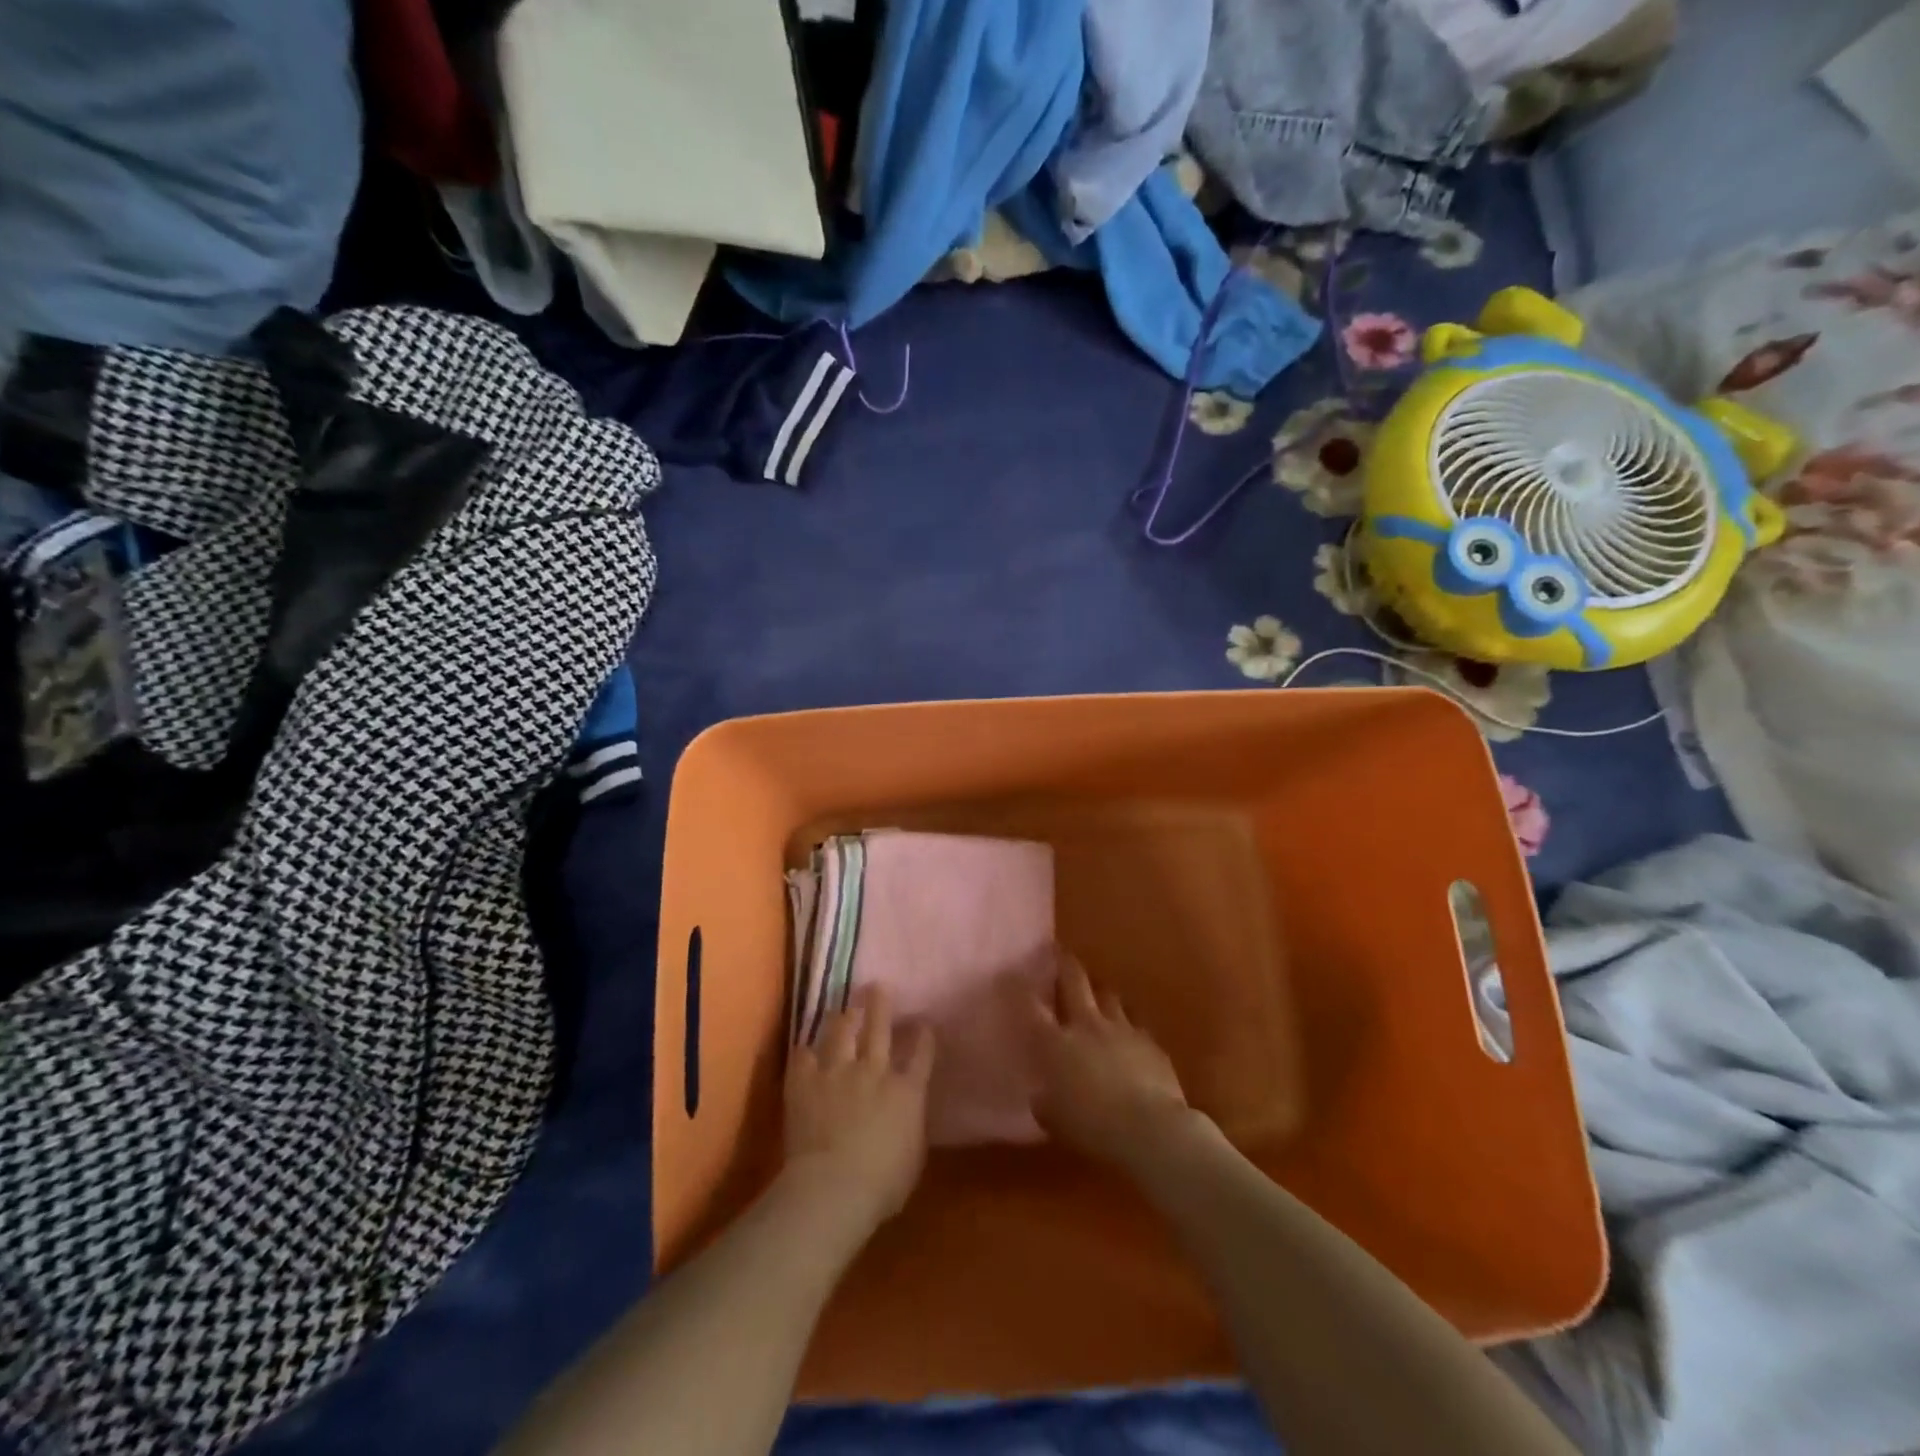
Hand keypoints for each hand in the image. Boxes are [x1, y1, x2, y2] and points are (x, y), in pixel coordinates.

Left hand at [783, 986, 935, 1235]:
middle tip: (878, 986)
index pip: (921, 1053)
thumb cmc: (882, 1185)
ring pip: (842, 1030)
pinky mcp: (805, 1080)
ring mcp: (838, 1071)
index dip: (924, 1035)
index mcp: (907, 1092)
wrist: (833, 1187)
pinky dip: (805, 1051)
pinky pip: (803, 1054)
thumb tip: (908, 1113)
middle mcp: (875, 1071)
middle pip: (880, 1027)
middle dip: (881, 1004)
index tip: (923, 1023)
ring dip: (844, 1016)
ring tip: (845, 1007)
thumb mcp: (913, 1157)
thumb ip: (911, 1125)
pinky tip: (804, 1047)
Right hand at [1023, 953, 1197, 1168]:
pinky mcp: (1150, 1042)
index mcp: (1056, 1043)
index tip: (1014, 974)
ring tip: (1096, 990)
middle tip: (1059, 951)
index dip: (1021, 989)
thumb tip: (1042, 1093)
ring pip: (1108, 996)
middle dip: (1065, 964)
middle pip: (1074, 983)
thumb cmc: (1092, 1126)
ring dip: (1100, 992)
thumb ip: (1045, 1100)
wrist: (1149, 1128)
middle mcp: (1087, 1025)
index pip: (1033, 1008)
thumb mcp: (1054, 1120)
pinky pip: (1136, 1022)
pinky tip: (1129, 1029)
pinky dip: (1128, 1022)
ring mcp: (1121, 1029)